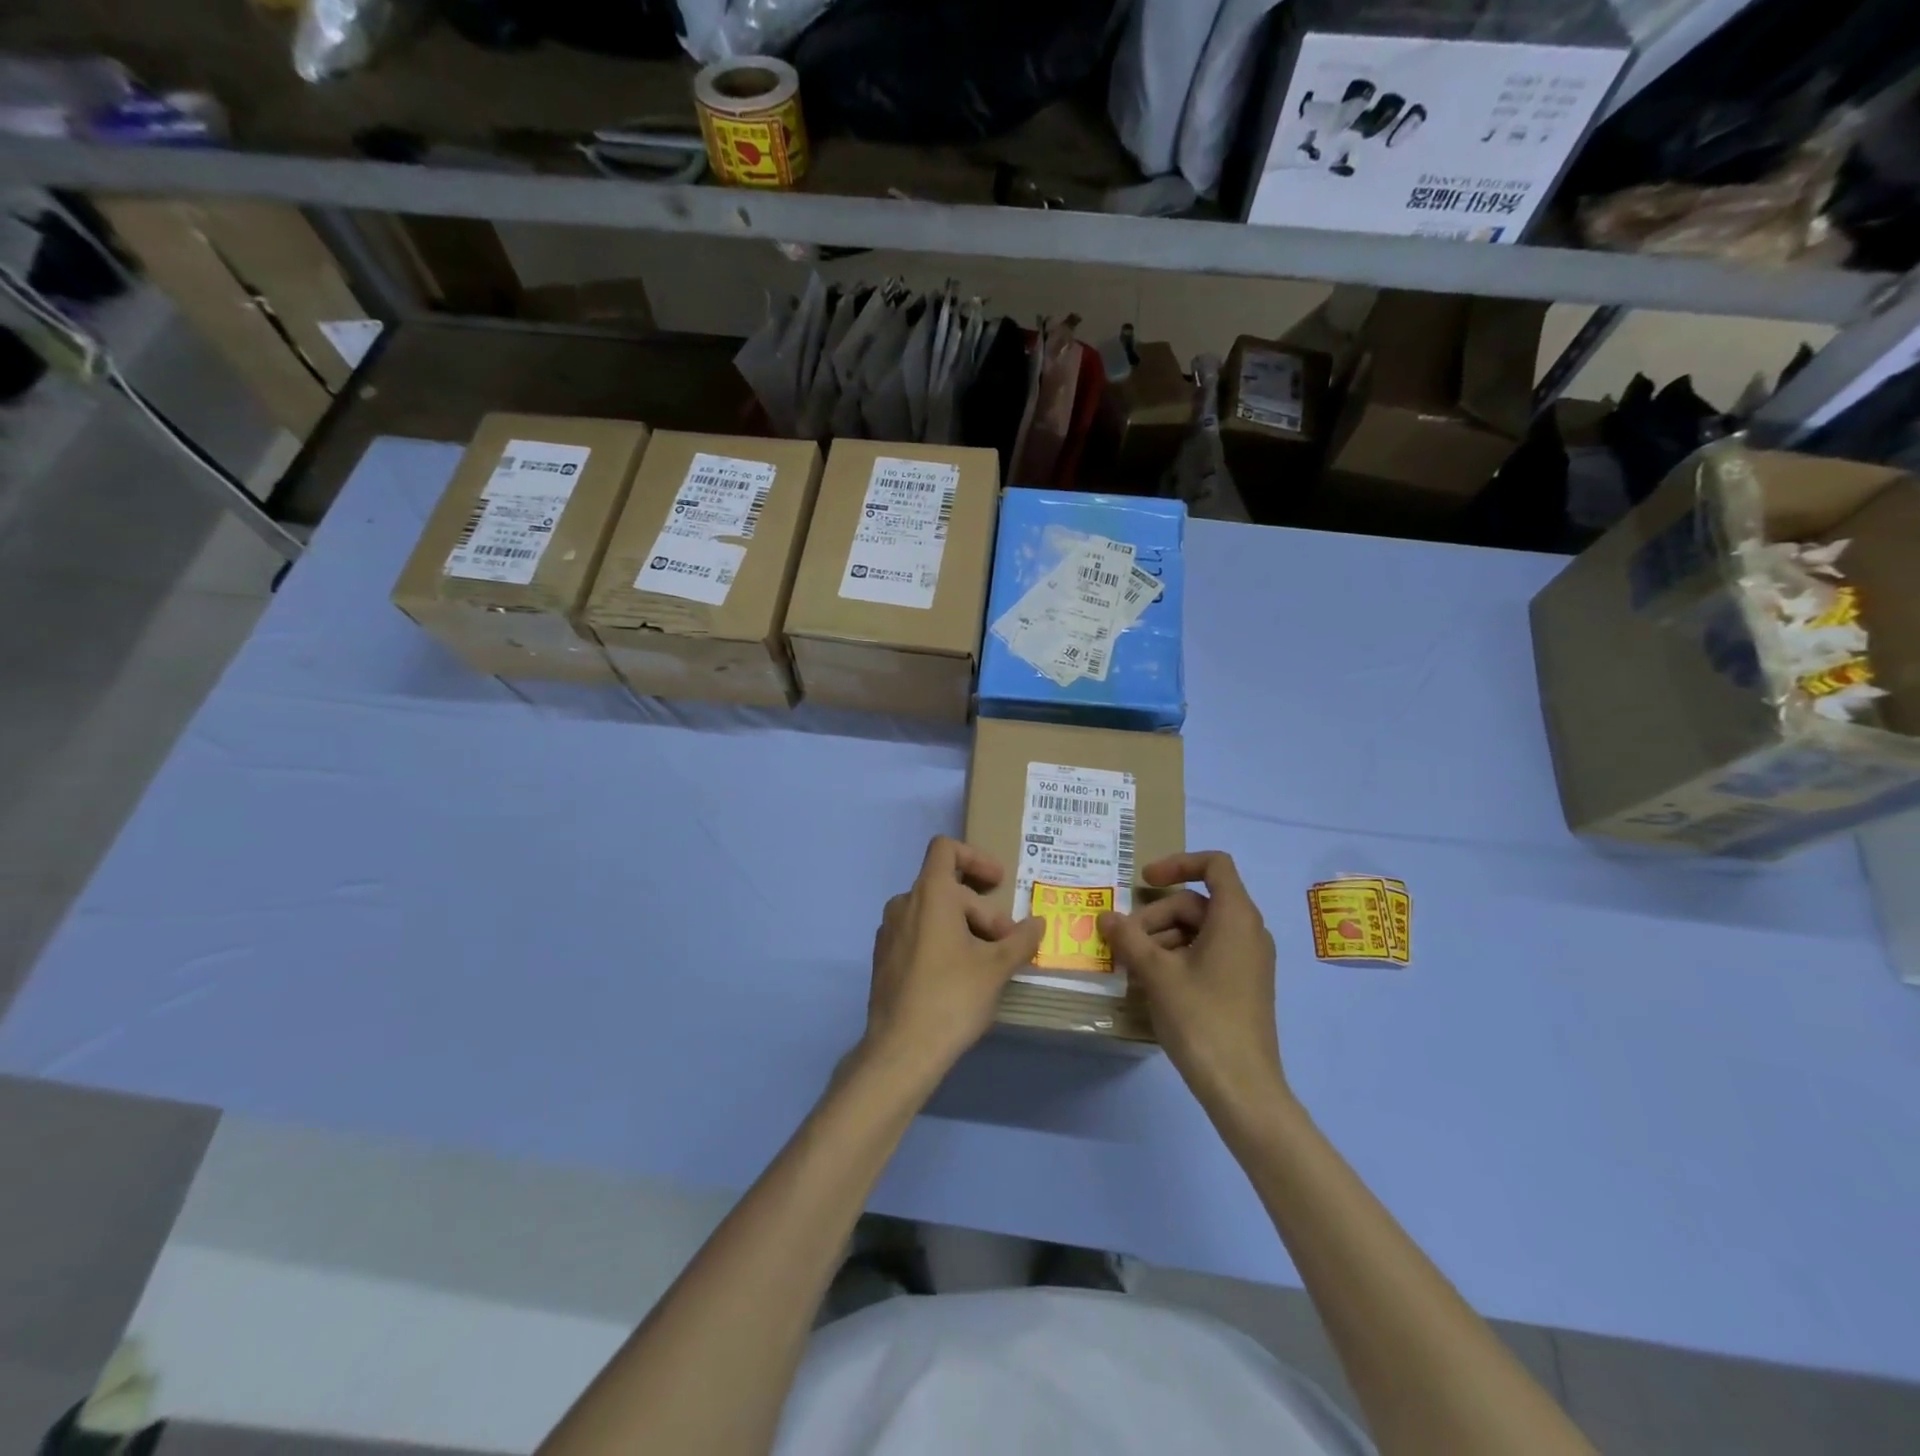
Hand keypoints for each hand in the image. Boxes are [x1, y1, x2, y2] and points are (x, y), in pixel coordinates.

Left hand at [863, 836, 1045, 1079]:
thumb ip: (1021, 939)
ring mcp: (889, 932)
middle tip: (1006, 943)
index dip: (976, 857)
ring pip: (932, 913)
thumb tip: (1039, 923)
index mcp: (930, 895)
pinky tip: (959, 976)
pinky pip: (917, 934)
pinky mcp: (884, 958)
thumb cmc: (952, 997)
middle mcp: (903, 904)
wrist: (901, 1050)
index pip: (946, 849)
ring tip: (986, 960)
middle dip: (981, 910)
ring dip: (963, 926)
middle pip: (947, 888)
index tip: (999, 883)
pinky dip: (941, 941)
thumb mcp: (997, 967)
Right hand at [1098, 851, 1284, 1113]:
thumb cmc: (1201, 1018)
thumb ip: (1129, 937)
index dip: (1177, 864)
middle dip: (1155, 917)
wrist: (1241, 1087)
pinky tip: (1151, 983)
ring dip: (1160, 939)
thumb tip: (1105, 916)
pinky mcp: (1241, 984)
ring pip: (1197, 930)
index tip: (1143, 881)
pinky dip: (1177, 957)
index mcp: (1236, 917)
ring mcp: (1247, 959)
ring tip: (1131, 967)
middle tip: (1123, 943)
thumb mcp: (1156, 973)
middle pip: (1195, 902)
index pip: (1214, 865)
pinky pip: (1206, 953)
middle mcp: (1248, 931)